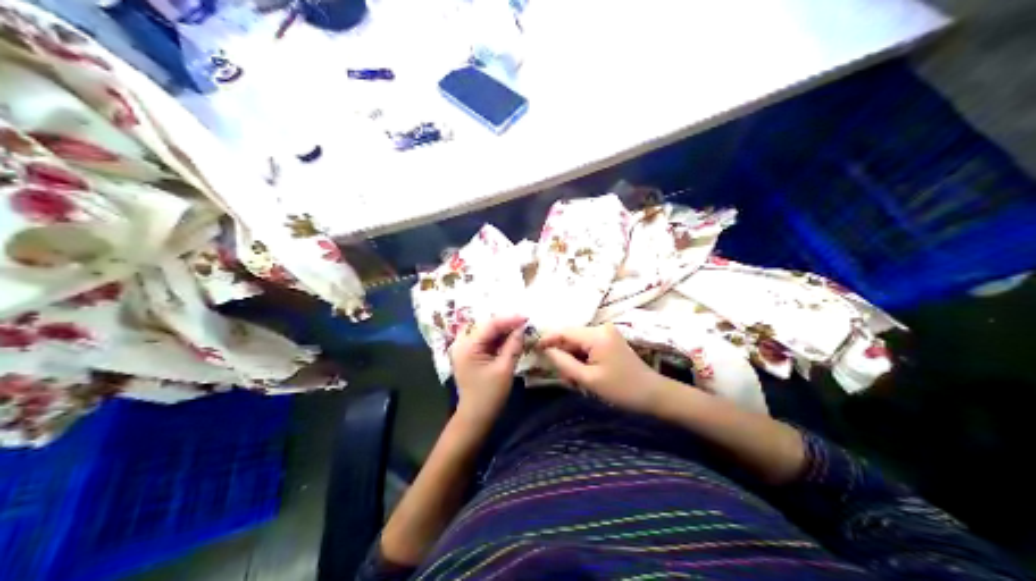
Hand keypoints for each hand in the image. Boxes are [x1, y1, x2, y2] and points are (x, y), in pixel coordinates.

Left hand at [450, 317, 526, 427]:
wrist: (475, 416)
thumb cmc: (490, 395)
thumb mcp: (504, 369)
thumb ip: (513, 346)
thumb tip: (522, 328)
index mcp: (468, 346)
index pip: (490, 325)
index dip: (509, 319)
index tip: (527, 317)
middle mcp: (462, 343)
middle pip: (486, 325)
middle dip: (505, 322)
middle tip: (525, 322)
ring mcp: (465, 349)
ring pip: (485, 332)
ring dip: (502, 330)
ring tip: (520, 328)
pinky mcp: (470, 355)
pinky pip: (484, 340)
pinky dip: (498, 338)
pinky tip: (511, 338)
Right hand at [539, 324, 666, 415]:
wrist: (653, 394)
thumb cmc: (621, 389)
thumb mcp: (588, 379)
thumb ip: (564, 363)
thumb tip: (545, 350)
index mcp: (596, 335)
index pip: (563, 332)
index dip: (546, 339)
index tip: (531, 350)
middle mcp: (601, 328)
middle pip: (570, 337)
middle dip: (562, 355)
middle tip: (562, 378)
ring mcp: (607, 334)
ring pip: (578, 344)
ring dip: (572, 360)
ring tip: (575, 381)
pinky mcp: (610, 341)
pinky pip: (587, 347)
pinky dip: (581, 360)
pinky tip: (584, 376)